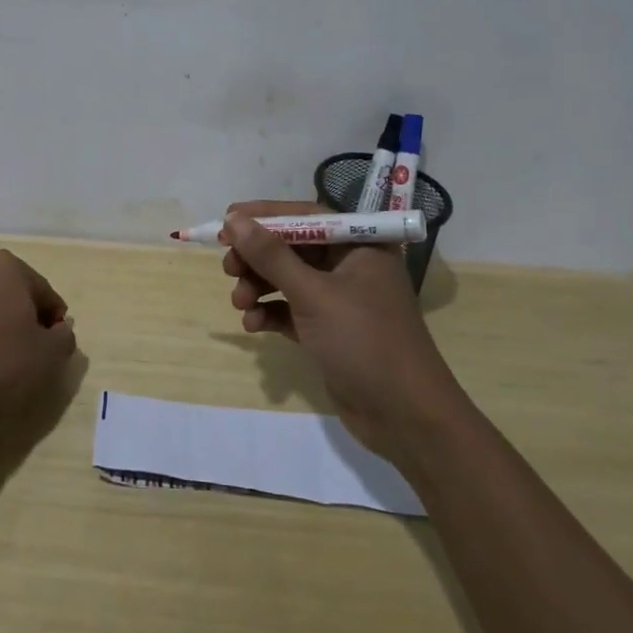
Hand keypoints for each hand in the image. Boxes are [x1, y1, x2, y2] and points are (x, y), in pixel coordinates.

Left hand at [0, 250, 77, 420]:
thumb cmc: (0, 364)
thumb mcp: (49, 356)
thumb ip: (64, 336)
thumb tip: (60, 329)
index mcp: (8, 268)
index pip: (42, 292)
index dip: (52, 318)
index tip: (53, 343)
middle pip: (6, 289)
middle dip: (16, 310)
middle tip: (21, 347)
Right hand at [222, 200, 456, 462]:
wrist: (404, 417)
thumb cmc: (364, 341)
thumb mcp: (313, 294)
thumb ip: (271, 256)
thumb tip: (234, 220)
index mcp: (360, 245)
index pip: (306, 216)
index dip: (265, 216)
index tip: (228, 221)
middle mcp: (351, 265)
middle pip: (293, 247)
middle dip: (258, 257)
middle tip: (228, 268)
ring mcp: (340, 299)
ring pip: (288, 279)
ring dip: (259, 287)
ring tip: (240, 303)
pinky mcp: (329, 330)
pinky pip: (291, 309)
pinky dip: (270, 312)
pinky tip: (253, 325)